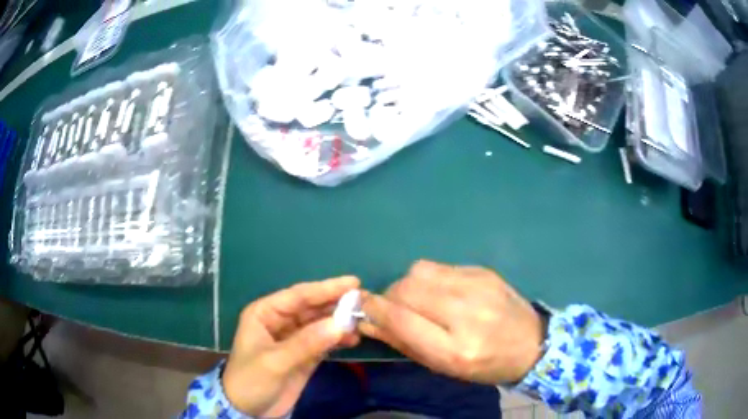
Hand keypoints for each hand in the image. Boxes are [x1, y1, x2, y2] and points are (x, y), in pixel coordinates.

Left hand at [222, 276, 360, 416]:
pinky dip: (338, 339)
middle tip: (363, 301)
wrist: (249, 410)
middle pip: (311, 308)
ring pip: (319, 324)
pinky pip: (324, 342)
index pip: (298, 296)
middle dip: (336, 304)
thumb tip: (341, 323)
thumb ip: (307, 343)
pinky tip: (353, 339)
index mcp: (265, 313)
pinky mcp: (304, 355)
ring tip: (362, 321)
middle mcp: (279, 321)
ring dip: (339, 322)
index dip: (325, 288)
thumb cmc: (251, 380)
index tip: (353, 282)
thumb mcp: (275, 361)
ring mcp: (293, 339)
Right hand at [360, 260, 544, 384]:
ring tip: (419, 301)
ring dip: (408, 286)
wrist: (532, 343)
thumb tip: (370, 322)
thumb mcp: (445, 366)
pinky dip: (429, 280)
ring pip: (419, 272)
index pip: (402, 320)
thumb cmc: (486, 365)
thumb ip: (406, 343)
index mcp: (457, 349)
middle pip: (407, 289)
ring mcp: (478, 286)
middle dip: (390, 297)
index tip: (360, 308)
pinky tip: (442, 293)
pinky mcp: (483, 270)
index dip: (375, 310)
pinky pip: (439, 267)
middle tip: (394, 310)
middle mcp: (467, 312)